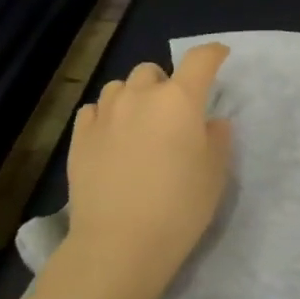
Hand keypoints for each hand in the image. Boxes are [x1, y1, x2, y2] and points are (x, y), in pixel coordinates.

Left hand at [57, 43, 233, 298]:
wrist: (119, 245)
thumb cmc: (179, 207)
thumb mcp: (215, 173)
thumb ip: (217, 137)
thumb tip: (209, 121)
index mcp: (180, 99)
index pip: (200, 59)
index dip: (213, 53)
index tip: (220, 57)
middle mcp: (141, 96)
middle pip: (153, 70)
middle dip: (165, 83)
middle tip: (172, 113)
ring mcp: (106, 114)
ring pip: (120, 87)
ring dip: (133, 97)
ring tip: (138, 124)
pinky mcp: (79, 137)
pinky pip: (94, 110)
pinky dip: (106, 116)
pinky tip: (111, 138)